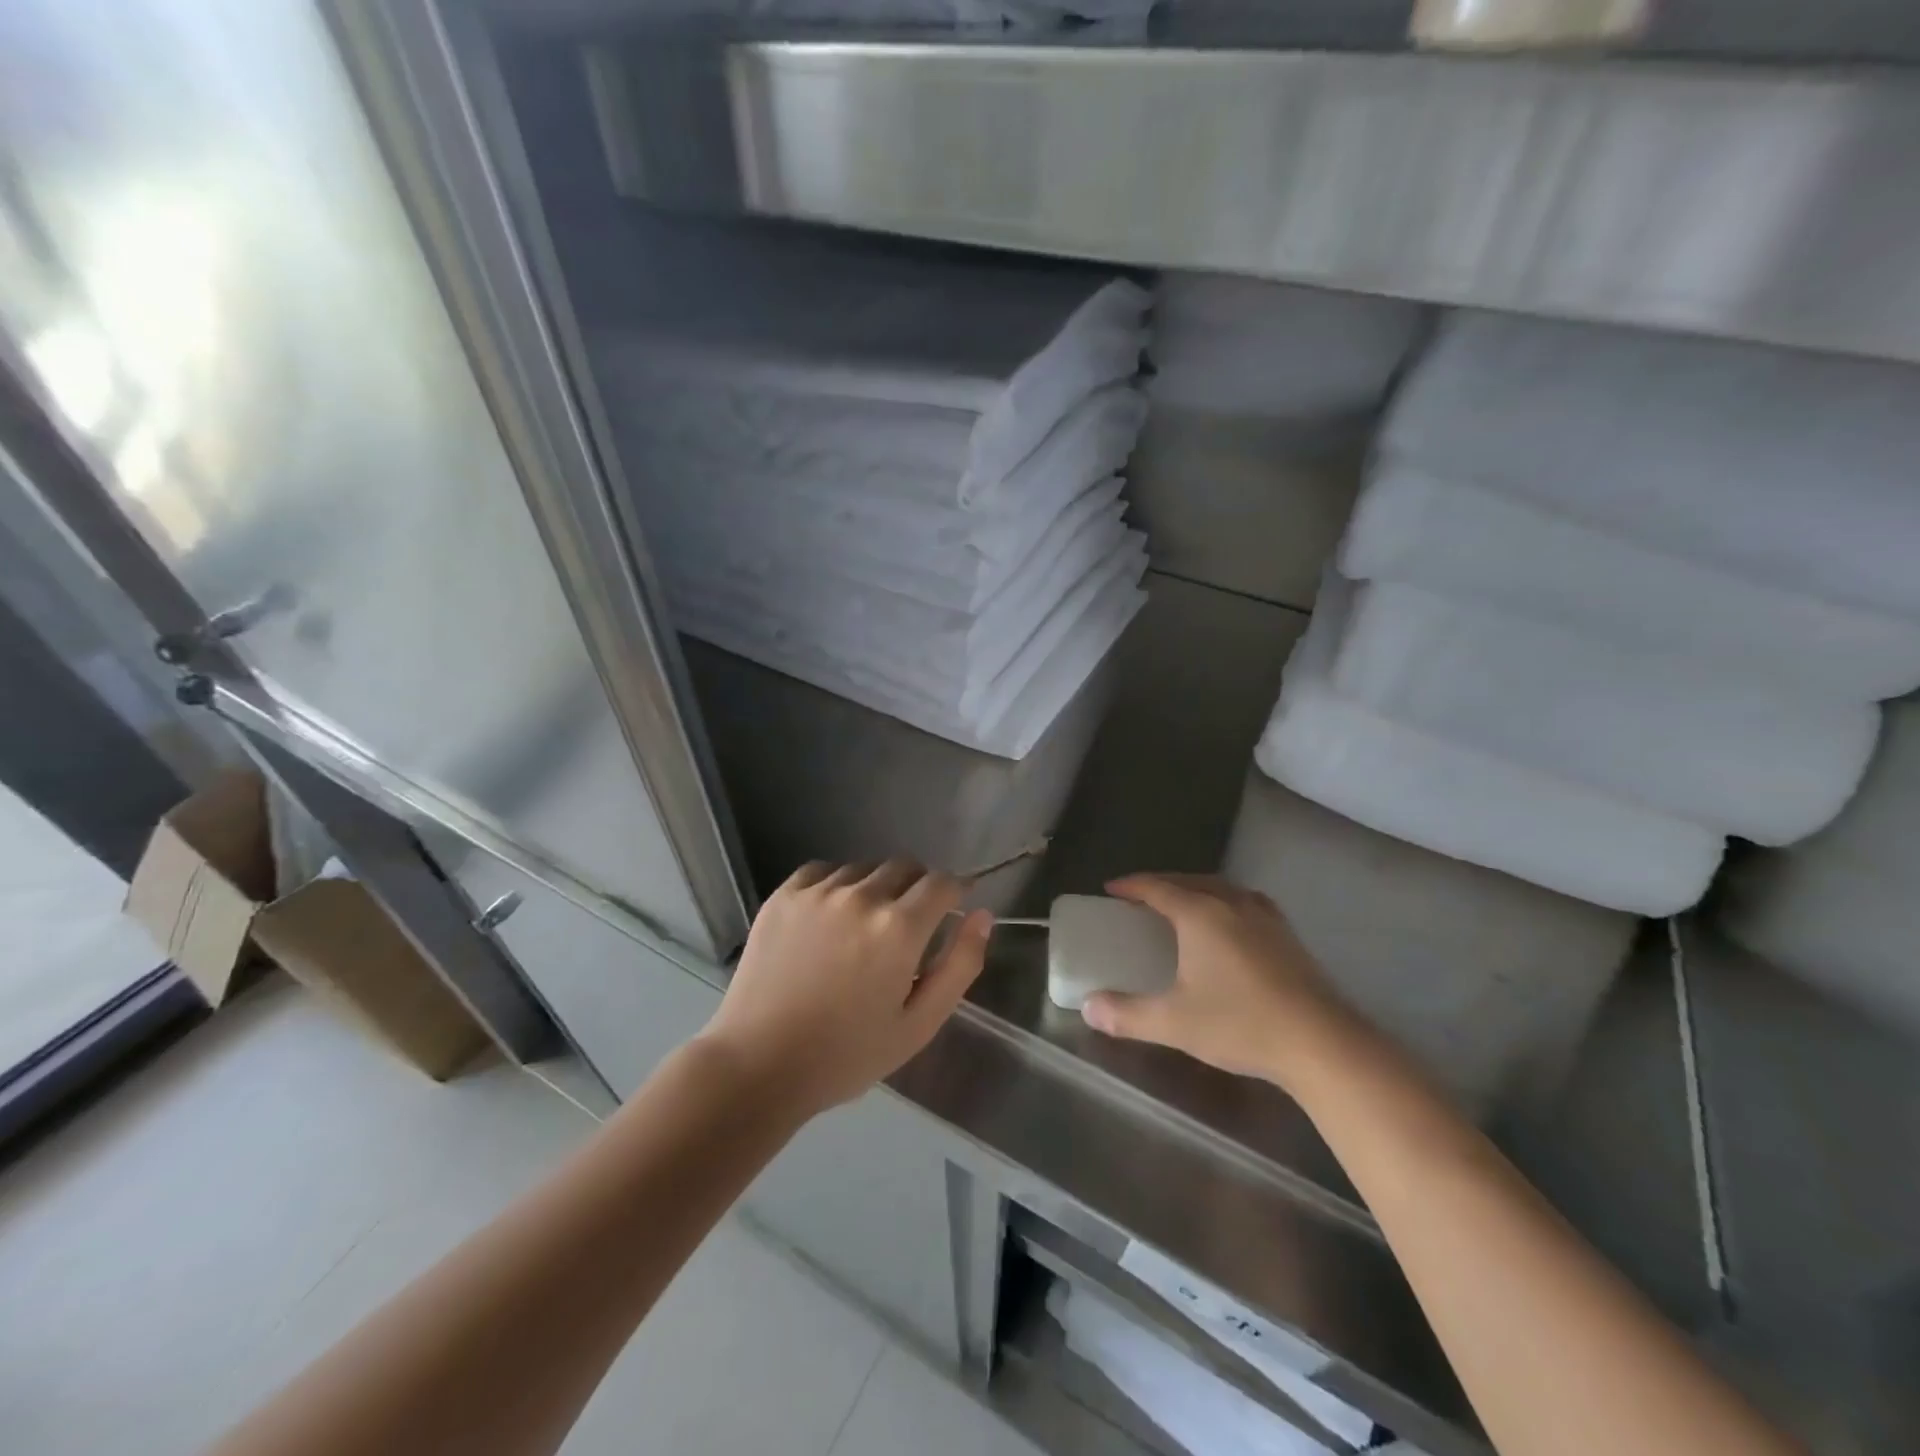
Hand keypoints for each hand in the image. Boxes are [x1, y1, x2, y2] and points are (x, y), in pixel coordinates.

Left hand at [698, 859, 991, 1117]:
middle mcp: (860, 897)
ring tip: (864, 927)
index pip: (942, 882)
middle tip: (908, 925)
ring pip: (864, 868)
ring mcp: (817, 892)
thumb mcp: (919, 1024)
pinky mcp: (783, 895)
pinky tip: (830, 918)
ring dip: (876, 887)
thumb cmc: (847, 1055)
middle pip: (905, 866)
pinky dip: (837, 885)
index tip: (954, 906)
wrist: (759, 1065)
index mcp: (899, 928)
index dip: (955, 890)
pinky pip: (823, 871)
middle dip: (917, 888)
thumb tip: (982, 914)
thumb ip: (960, 965)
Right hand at [1081, 873, 1356, 1086]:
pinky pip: (1245, 902)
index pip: (1157, 887)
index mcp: (1200, 914)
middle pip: (1189, 881)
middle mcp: (1231, 903)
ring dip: (1195, 890)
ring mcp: (1265, 917)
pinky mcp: (1287, 935)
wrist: (1321, 1042)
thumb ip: (1127, 1014)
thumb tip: (1088, 1008)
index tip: (1111, 889)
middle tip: (1140, 898)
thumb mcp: (1174, 1022)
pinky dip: (1224, 902)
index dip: (1131, 886)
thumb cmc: (1240, 1023)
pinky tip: (1229, 925)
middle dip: (1161, 884)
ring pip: (1221, 888)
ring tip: (1181, 906)